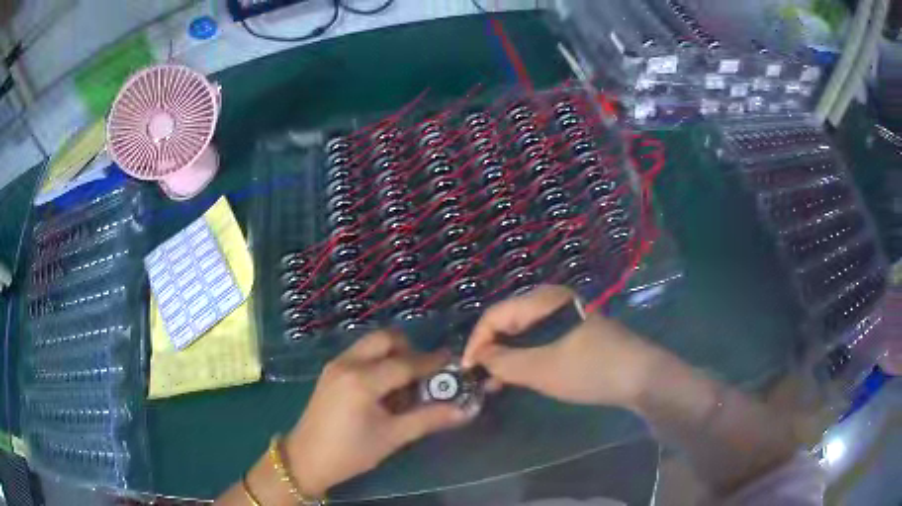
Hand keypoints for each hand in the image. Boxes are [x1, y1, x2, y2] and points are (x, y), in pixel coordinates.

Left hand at [285, 330, 471, 496]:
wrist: (306, 459)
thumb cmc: (351, 452)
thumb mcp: (393, 437)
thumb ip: (429, 419)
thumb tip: (464, 410)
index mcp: (362, 380)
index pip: (406, 363)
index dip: (432, 362)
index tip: (452, 362)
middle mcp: (347, 363)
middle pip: (385, 339)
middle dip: (410, 349)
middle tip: (425, 372)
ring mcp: (335, 365)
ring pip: (371, 344)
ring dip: (393, 354)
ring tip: (405, 383)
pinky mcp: (330, 372)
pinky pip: (360, 354)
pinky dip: (377, 361)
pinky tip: (383, 388)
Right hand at [462, 285, 658, 407]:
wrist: (640, 376)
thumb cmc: (589, 369)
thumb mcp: (542, 369)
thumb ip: (504, 363)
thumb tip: (480, 358)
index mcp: (543, 300)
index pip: (495, 315)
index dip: (476, 341)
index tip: (467, 369)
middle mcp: (552, 301)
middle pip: (508, 321)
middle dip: (491, 349)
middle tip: (481, 378)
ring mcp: (565, 316)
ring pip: (524, 332)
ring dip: (508, 355)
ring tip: (497, 382)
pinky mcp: (574, 332)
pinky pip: (540, 339)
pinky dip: (526, 357)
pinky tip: (521, 375)